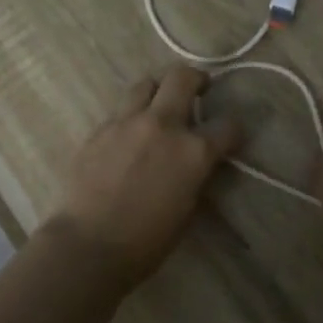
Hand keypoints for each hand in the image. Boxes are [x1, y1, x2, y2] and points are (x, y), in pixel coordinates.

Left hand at [45, 67, 242, 282]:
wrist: (89, 244)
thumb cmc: (147, 241)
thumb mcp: (188, 210)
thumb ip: (196, 176)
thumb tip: (197, 163)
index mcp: (193, 151)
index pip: (228, 125)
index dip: (233, 130)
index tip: (229, 136)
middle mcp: (162, 125)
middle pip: (182, 77)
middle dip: (196, 80)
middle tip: (198, 90)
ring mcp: (126, 123)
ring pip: (145, 84)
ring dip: (158, 91)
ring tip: (158, 107)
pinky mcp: (98, 130)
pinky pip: (119, 112)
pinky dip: (130, 118)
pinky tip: (127, 138)